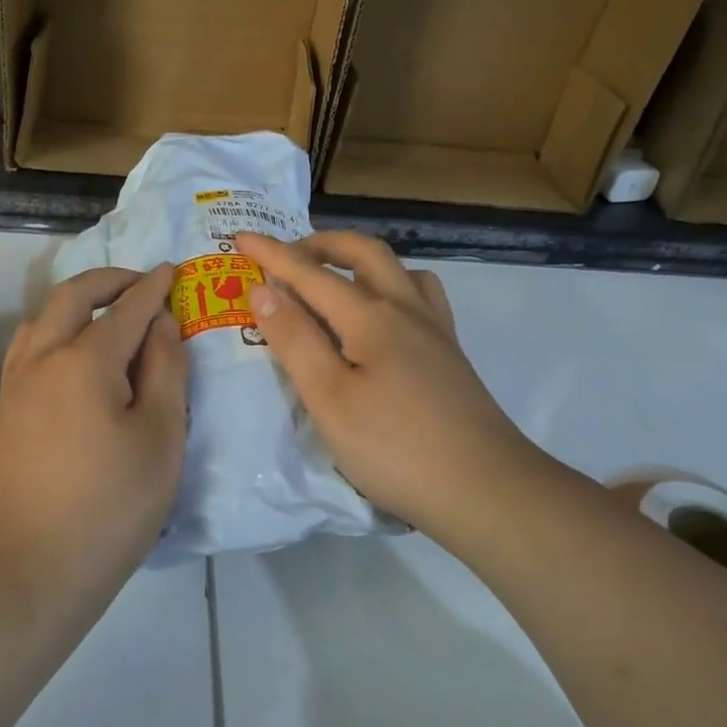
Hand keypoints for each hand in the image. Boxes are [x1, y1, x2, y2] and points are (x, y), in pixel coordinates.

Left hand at [0, 265, 187, 619]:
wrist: (27, 573)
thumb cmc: (110, 508)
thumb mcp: (160, 438)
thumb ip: (166, 370)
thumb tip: (161, 323)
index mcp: (85, 361)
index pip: (127, 308)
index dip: (154, 287)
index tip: (174, 270)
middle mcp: (43, 358)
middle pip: (73, 296)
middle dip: (111, 280)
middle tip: (144, 284)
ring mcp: (16, 384)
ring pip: (43, 317)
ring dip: (79, 301)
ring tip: (110, 314)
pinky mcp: (5, 409)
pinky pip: (30, 345)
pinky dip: (56, 328)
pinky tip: (74, 352)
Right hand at [235, 231, 540, 534]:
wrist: (486, 489)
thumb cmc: (395, 448)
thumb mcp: (330, 399)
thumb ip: (295, 340)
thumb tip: (263, 291)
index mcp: (371, 317)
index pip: (311, 273)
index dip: (273, 254)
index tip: (241, 236)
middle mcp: (406, 309)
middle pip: (364, 252)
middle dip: (321, 244)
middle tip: (288, 256)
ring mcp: (435, 330)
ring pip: (399, 269)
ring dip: (360, 260)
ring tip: (335, 280)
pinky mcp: (450, 354)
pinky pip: (422, 296)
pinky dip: (394, 286)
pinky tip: (384, 316)